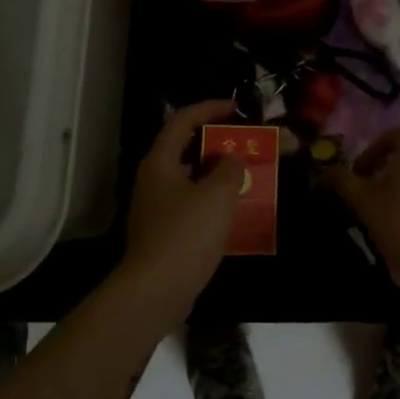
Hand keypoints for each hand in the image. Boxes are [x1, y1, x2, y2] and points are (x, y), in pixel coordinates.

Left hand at [120, 99, 243, 317]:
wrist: (156, 290)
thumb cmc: (186, 234)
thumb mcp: (217, 195)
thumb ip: (229, 168)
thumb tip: (231, 159)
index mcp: (160, 162)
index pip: (183, 120)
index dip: (210, 108)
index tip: (237, 108)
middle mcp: (153, 179)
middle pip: (185, 148)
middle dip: (216, 142)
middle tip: (245, 142)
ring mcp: (156, 207)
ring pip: (189, 178)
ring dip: (216, 173)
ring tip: (246, 174)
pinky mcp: (163, 231)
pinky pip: (190, 203)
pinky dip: (211, 199)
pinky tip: (234, 211)